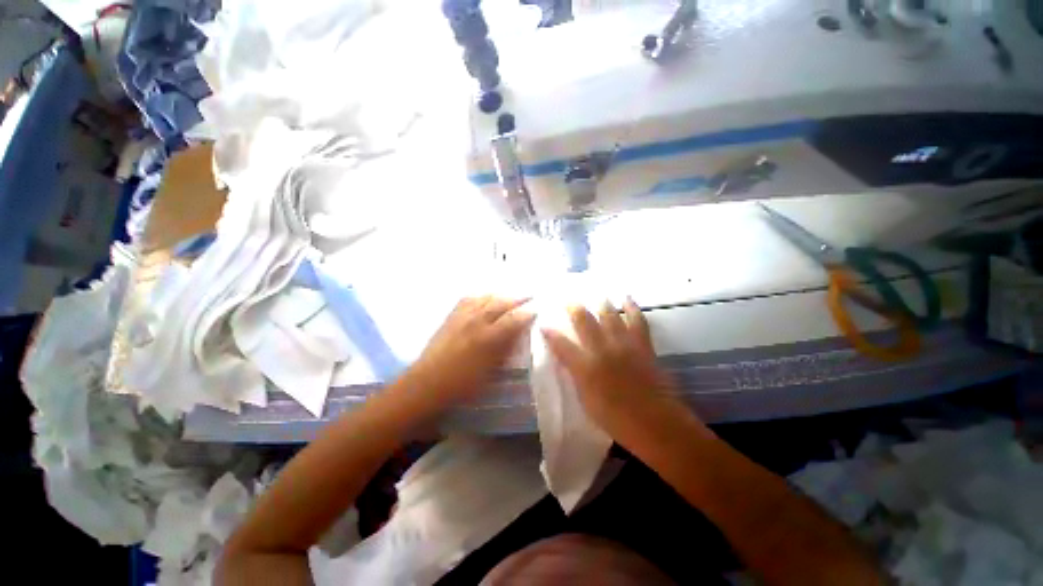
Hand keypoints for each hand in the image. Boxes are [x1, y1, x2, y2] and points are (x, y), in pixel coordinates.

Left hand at [402, 296, 533, 408]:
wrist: (428, 384)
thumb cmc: (463, 384)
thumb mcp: (491, 372)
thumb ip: (505, 350)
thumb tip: (517, 336)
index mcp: (488, 338)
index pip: (513, 319)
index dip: (526, 313)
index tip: (536, 310)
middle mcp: (476, 322)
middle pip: (500, 303)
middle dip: (517, 298)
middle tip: (528, 296)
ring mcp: (462, 317)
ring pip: (485, 298)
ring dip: (500, 295)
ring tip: (508, 295)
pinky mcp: (450, 317)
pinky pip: (467, 299)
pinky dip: (480, 296)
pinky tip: (483, 298)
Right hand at [541, 299, 693, 441]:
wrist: (654, 423)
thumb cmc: (615, 419)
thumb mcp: (586, 400)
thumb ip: (577, 376)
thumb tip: (570, 360)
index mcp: (585, 367)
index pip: (561, 345)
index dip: (550, 333)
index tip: (544, 324)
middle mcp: (602, 350)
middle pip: (584, 321)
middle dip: (574, 308)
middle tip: (569, 300)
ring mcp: (623, 345)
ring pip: (609, 316)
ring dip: (601, 304)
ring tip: (597, 295)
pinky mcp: (642, 345)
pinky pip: (637, 320)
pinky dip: (632, 307)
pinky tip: (627, 299)